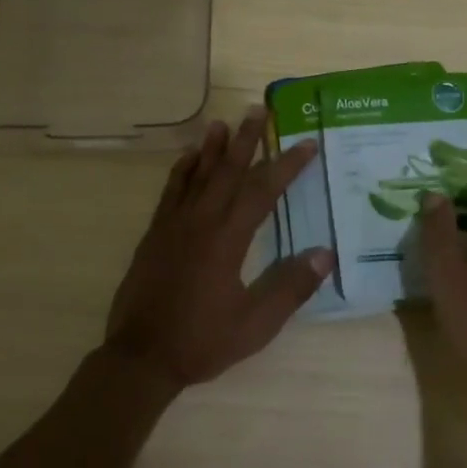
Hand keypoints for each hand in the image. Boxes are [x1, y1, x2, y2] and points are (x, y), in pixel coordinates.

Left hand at [104, 107, 332, 389]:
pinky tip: (187, 157)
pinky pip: (170, 192)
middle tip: (258, 109)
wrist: (141, 357)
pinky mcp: (155, 235)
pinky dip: (181, 170)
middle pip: (228, 171)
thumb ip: (290, 287)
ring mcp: (173, 226)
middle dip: (247, 140)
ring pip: (196, 175)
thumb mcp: (256, 323)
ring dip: (212, 147)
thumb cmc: (202, 341)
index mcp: (228, 240)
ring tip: (222, 122)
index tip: (306, 144)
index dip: (287, 165)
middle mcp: (200, 222)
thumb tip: (325, 253)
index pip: (263, 191)